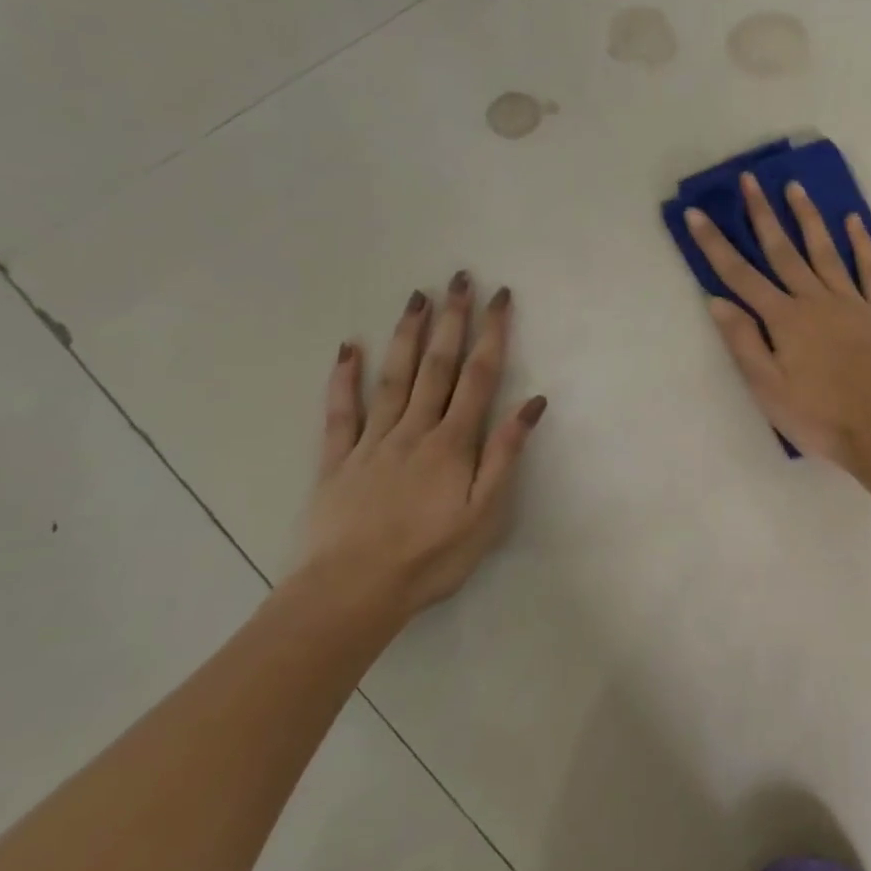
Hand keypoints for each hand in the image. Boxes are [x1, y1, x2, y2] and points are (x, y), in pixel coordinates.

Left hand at [300, 273, 545, 616]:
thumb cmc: (430, 557)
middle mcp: (414, 430)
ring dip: (406, 335)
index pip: (479, 377)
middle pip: (437, 365)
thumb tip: (532, 404)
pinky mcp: (337, 460)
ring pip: (392, 377)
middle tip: (458, 278)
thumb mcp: (485, 514)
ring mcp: (372, 441)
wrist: (352, 592)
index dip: (492, 333)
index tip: (499, 297)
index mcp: (453, 443)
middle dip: (452, 319)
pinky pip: (340, 412)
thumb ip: (506, 455)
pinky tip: (348, 347)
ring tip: (416, 297)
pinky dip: (344, 378)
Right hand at [687, 172, 870, 465]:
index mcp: (784, 319)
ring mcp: (852, 302)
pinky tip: (854, 221)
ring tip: (795, 187)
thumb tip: (717, 300)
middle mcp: (815, 300)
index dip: (716, 244)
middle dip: (762, 214)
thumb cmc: (817, 416)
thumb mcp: (767, 388)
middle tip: (749, 180)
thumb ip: (743, 341)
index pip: (741, 275)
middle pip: (783, 251)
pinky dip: (863, 244)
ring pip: (825, 251)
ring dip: (808, 218)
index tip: (698, 214)